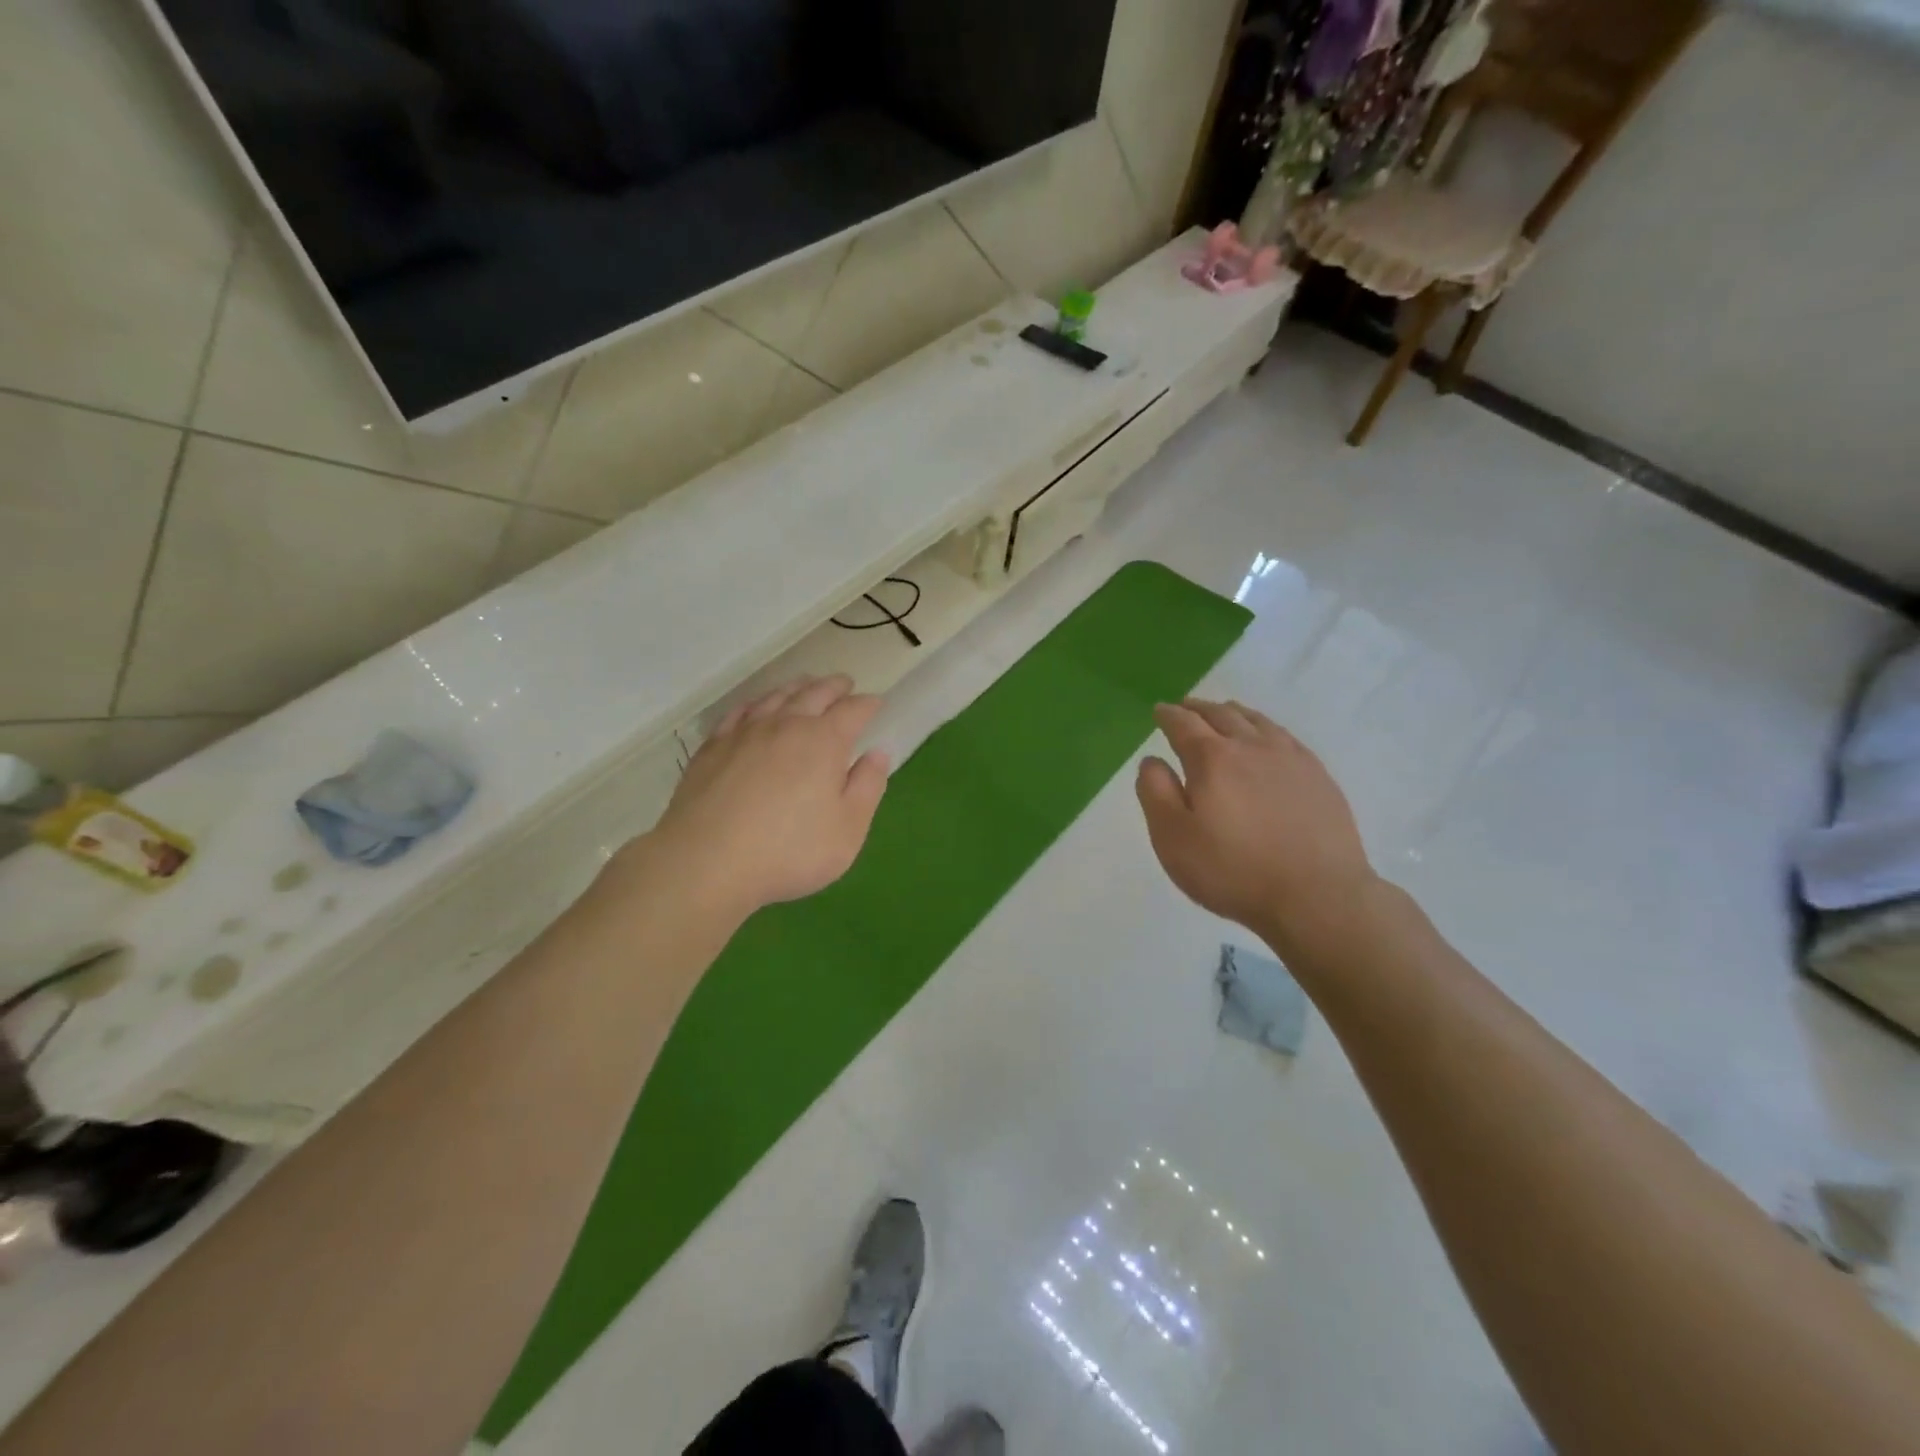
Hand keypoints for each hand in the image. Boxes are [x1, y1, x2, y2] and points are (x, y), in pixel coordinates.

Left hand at [623, 676, 890, 922]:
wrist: (707, 861)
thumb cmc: (789, 851)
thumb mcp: (848, 829)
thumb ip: (867, 787)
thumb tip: (877, 753)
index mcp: (824, 741)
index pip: (852, 711)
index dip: (868, 704)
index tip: (875, 703)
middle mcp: (786, 725)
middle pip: (814, 693)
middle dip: (834, 687)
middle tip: (844, 684)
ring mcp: (745, 732)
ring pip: (776, 697)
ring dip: (797, 688)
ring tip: (806, 685)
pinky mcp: (713, 746)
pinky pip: (739, 712)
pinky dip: (756, 703)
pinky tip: (757, 707)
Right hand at [1136, 699, 1377, 955]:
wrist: (1317, 896)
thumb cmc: (1233, 871)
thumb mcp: (1173, 839)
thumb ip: (1155, 793)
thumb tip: (1152, 760)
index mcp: (1211, 759)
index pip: (1183, 724)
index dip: (1168, 715)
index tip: (1159, 711)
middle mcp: (1251, 746)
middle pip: (1221, 714)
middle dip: (1198, 708)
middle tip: (1186, 707)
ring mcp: (1290, 758)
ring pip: (1256, 721)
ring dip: (1233, 712)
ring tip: (1223, 713)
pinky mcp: (1318, 776)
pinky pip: (1285, 736)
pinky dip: (1266, 728)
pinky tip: (1267, 738)